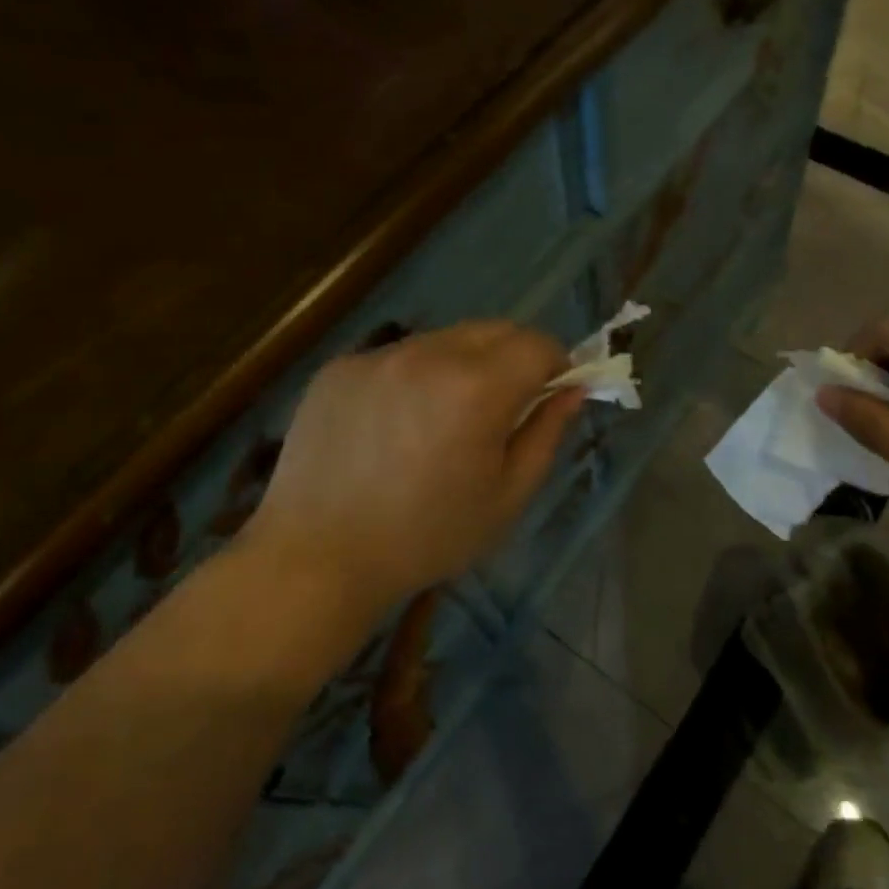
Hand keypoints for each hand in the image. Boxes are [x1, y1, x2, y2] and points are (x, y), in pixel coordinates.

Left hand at [243, 321, 584, 613]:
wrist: (317, 558)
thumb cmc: (425, 538)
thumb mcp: (506, 497)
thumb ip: (546, 434)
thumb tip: (572, 391)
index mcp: (476, 388)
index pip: (537, 343)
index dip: (556, 364)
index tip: (551, 394)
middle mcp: (428, 355)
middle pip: (493, 330)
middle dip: (514, 357)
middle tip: (504, 406)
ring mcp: (378, 356)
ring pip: (444, 340)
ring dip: (463, 365)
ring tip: (444, 419)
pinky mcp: (340, 367)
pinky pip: (397, 357)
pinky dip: (414, 377)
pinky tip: (395, 426)